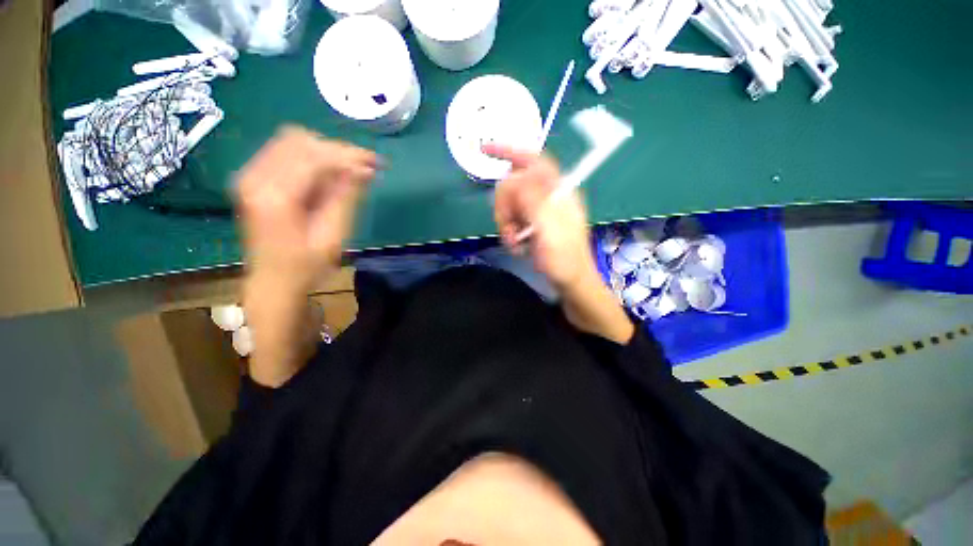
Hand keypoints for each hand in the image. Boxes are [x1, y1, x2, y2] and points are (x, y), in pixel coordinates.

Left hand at [236, 126, 377, 294]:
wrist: (272, 283)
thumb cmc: (306, 267)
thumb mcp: (333, 236)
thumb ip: (346, 197)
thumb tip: (365, 169)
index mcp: (275, 197)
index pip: (314, 158)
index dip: (348, 156)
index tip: (375, 163)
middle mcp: (254, 178)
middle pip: (300, 142)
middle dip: (337, 151)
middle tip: (366, 167)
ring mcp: (249, 176)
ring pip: (291, 141)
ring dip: (324, 152)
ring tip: (349, 171)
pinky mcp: (251, 178)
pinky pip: (283, 151)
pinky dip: (310, 157)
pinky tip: (328, 174)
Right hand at [486, 144, 633, 343]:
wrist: (571, 282)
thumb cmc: (565, 259)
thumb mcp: (549, 230)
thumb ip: (533, 201)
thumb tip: (515, 178)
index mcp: (558, 191)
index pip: (533, 160)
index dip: (509, 150)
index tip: (484, 151)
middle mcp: (548, 195)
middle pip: (514, 184)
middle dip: (505, 207)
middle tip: (509, 229)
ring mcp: (540, 209)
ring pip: (510, 203)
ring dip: (506, 223)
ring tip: (515, 242)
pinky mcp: (534, 223)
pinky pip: (512, 218)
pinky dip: (509, 231)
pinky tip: (517, 245)